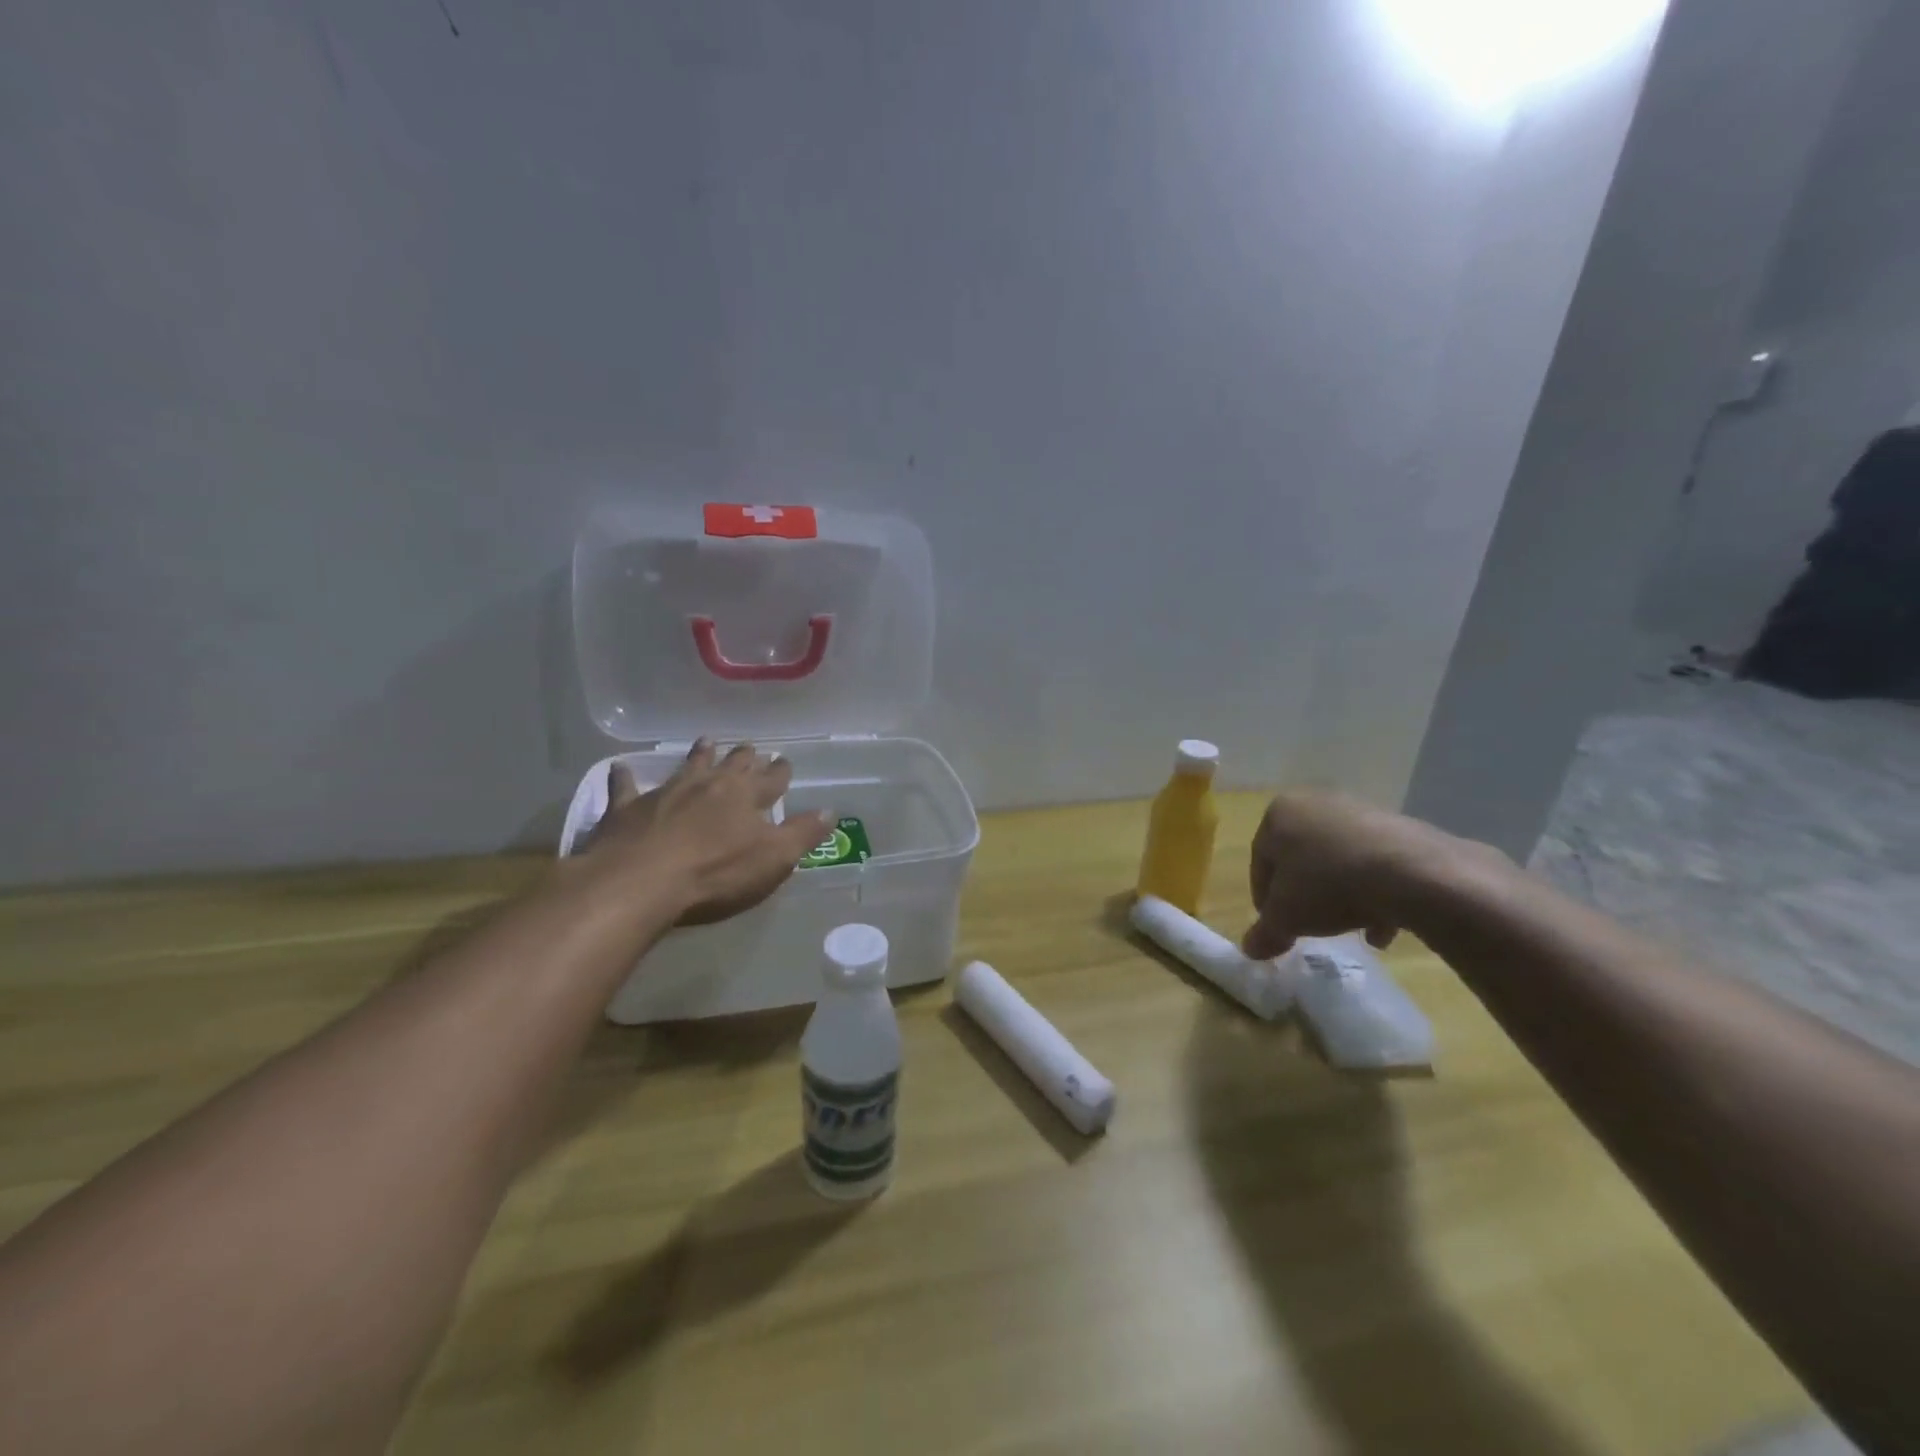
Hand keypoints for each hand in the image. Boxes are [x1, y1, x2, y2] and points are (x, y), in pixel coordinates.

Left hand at [584, 740, 834, 925]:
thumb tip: (829, 812)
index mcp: (745, 796)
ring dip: (699, 755)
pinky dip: (624, 777)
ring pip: (688, 766)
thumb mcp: (773, 858)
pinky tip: (620, 767)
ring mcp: (666, 793)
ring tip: (707, 742)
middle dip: (744, 757)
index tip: (785, 761)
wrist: (640, 882)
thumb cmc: (715, 873)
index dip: (780, 772)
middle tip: (750, 747)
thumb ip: (802, 834)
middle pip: (731, 766)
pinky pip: (626, 788)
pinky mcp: (627, 809)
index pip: (771, 779)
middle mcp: (708, 785)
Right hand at [1242, 790, 1501, 958]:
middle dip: (1306, 895)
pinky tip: (1382, 926)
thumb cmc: (1329, 885)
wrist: (1413, 873)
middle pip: (1302, 859)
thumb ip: (1265, 933)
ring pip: (1339, 862)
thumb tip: (1250, 949)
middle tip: (1310, 926)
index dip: (1265, 899)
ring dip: (1340, 896)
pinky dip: (1374, 891)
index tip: (1276, 926)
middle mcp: (1316, 802)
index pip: (1261, 860)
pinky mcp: (1399, 826)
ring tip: (1350, 929)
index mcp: (1280, 813)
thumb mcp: (1287, 917)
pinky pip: (1375, 863)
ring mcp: (1360, 811)